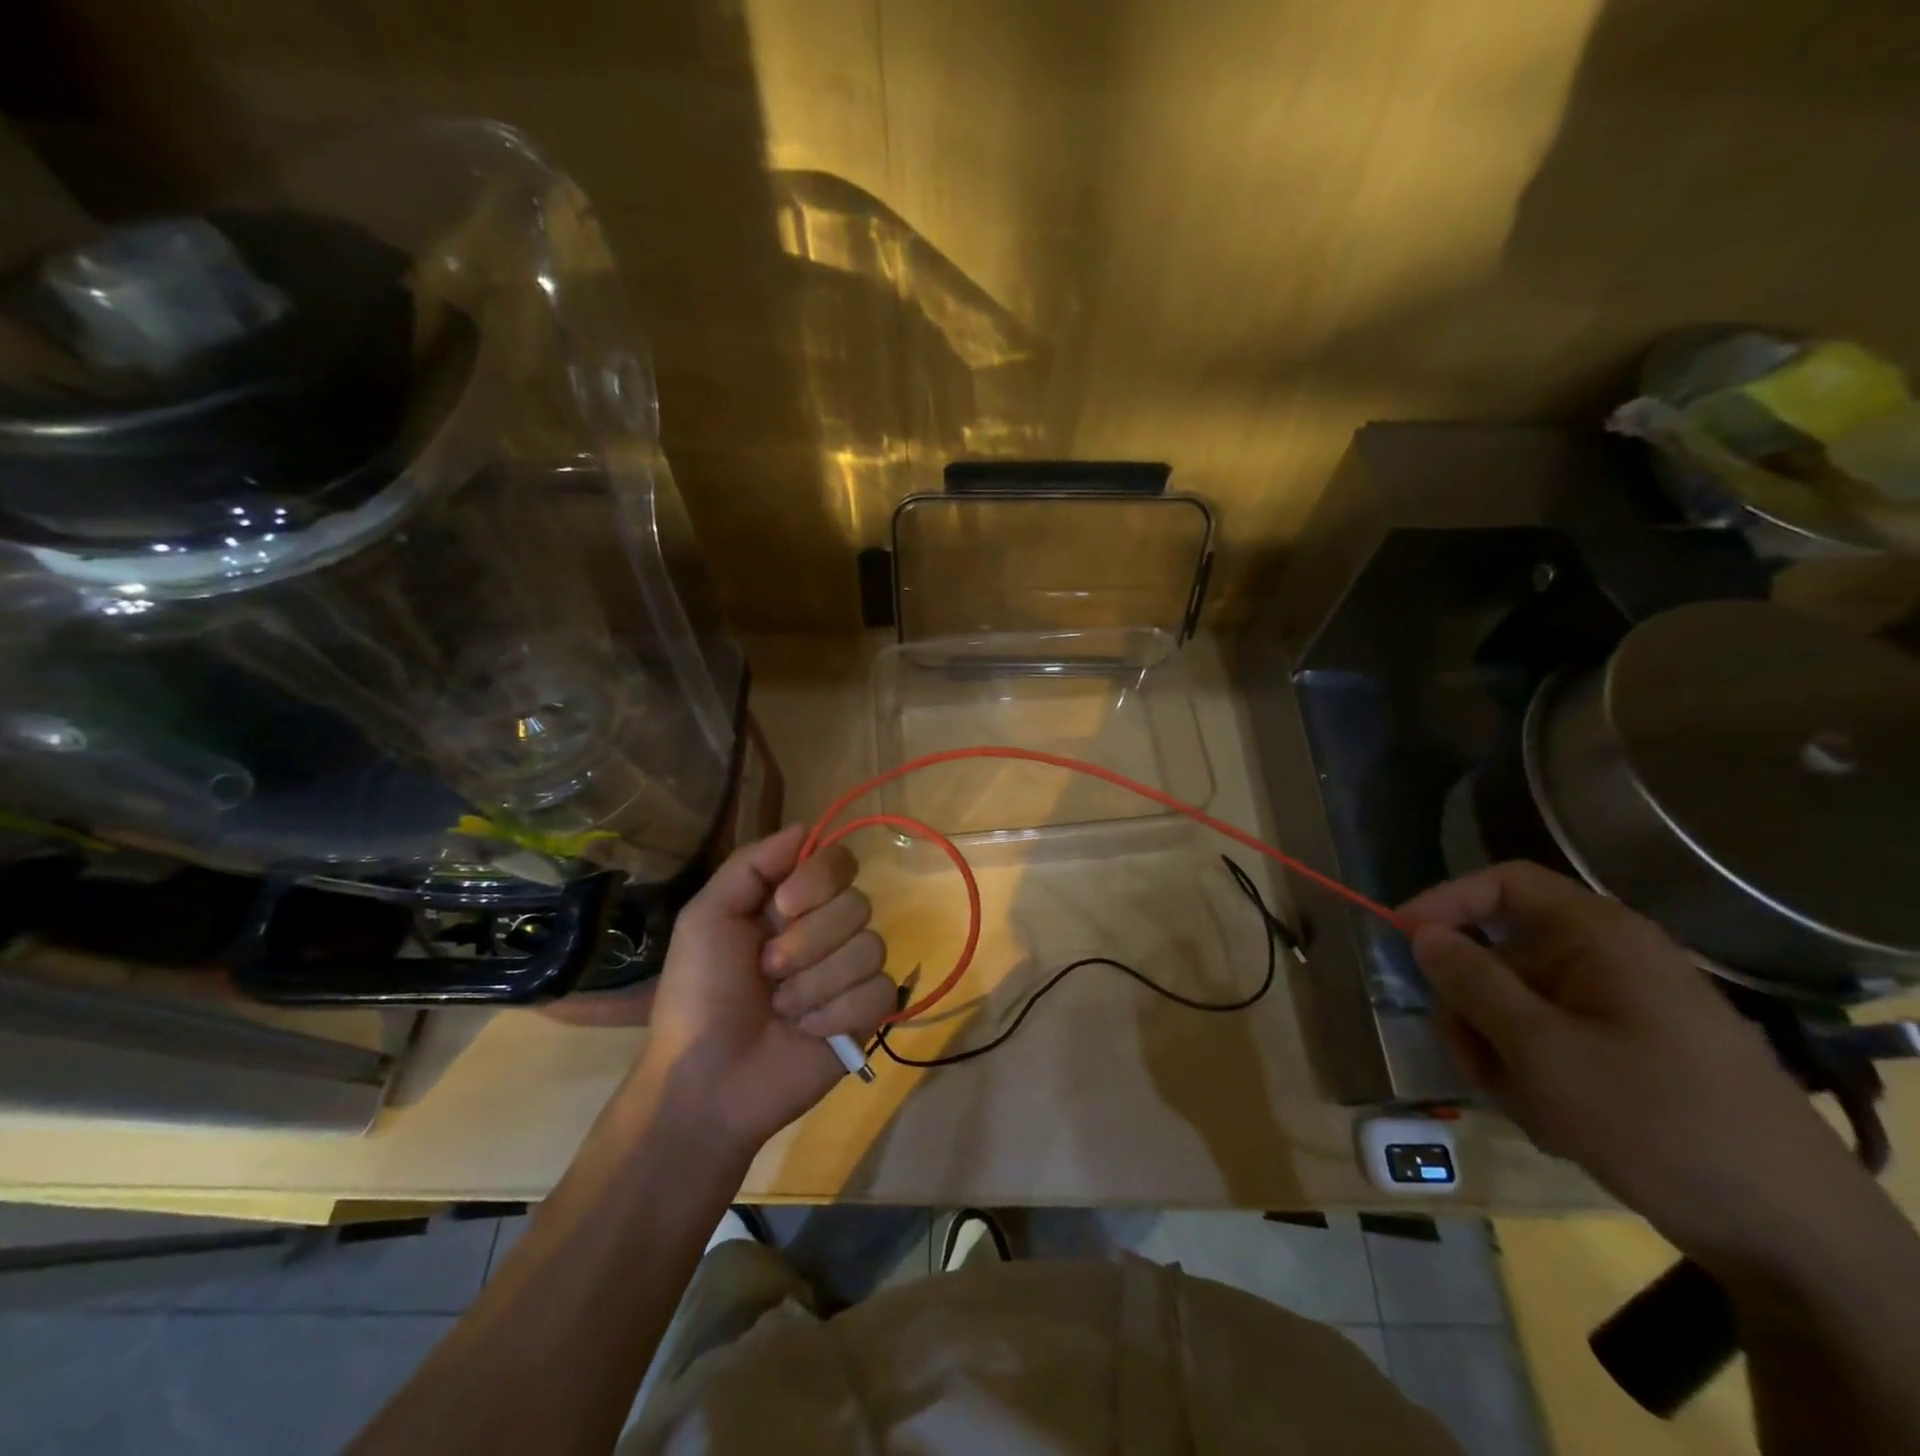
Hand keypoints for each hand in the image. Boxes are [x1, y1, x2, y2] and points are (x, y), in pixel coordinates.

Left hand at [637, 825, 893, 1160]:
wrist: (707, 1080)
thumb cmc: (699, 994)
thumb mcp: (707, 916)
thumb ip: (753, 864)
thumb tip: (806, 826)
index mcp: (792, 903)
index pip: (838, 861)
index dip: (819, 879)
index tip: (783, 906)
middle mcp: (828, 929)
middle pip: (858, 903)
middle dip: (808, 942)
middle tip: (768, 971)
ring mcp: (850, 972)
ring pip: (871, 947)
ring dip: (816, 983)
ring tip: (782, 1008)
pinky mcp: (867, 1015)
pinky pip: (880, 991)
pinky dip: (838, 1012)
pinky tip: (808, 1031)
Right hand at [1401, 862, 1866, 1265]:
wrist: (1794, 1236)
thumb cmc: (1656, 1120)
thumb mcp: (1541, 1050)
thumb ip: (1472, 983)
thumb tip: (1423, 933)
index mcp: (1599, 938)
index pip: (1504, 884)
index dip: (1445, 901)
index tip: (1400, 939)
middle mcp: (1610, 961)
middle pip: (1502, 955)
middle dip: (1472, 1008)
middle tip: (1466, 1060)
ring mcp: (1623, 1010)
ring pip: (1519, 1007)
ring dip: (1500, 1053)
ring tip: (1522, 1106)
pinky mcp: (1632, 1054)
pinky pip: (1553, 1043)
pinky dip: (1535, 1076)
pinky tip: (1554, 1122)